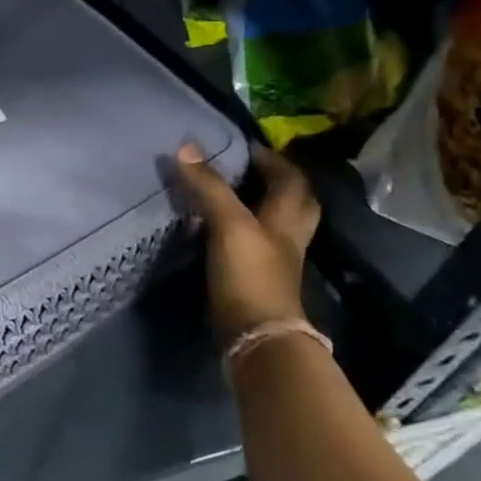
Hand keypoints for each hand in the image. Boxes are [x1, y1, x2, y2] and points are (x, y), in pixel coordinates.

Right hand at [174, 142, 320, 340]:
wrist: (257, 336)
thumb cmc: (250, 274)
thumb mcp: (229, 224)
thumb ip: (209, 187)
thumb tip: (187, 146)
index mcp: (287, 216)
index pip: (289, 178)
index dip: (271, 159)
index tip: (244, 145)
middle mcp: (288, 235)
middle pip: (294, 200)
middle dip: (278, 181)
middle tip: (250, 168)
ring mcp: (275, 259)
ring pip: (276, 222)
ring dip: (261, 204)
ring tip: (233, 192)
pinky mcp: (258, 278)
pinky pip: (256, 243)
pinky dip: (243, 229)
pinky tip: (222, 229)